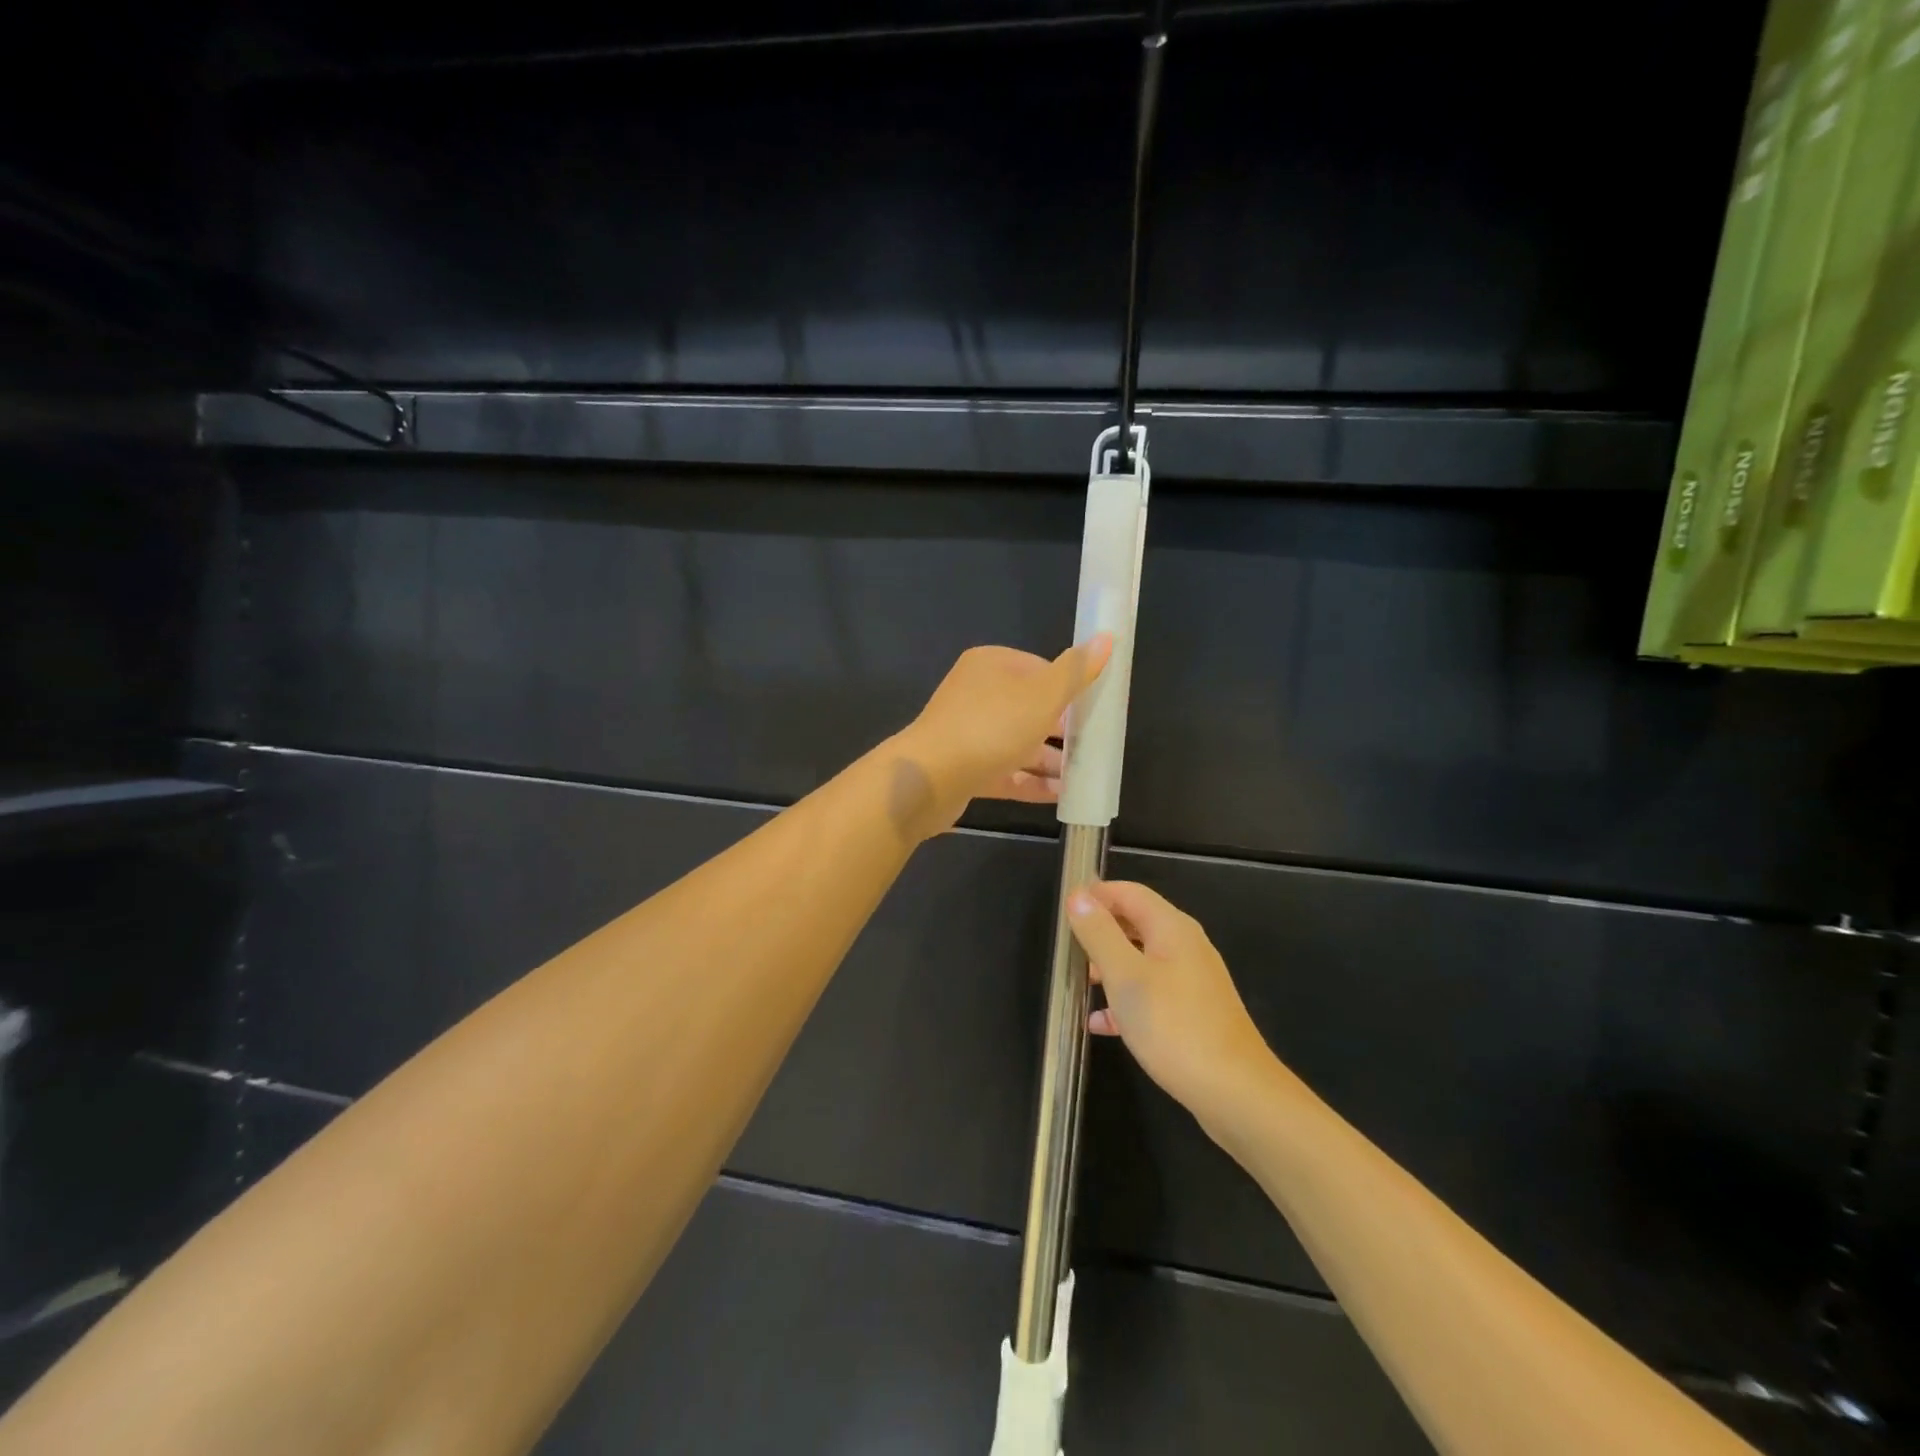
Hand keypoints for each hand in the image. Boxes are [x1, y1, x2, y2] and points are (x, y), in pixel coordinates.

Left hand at [892, 636, 1111, 836]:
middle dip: (1062, 729)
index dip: (1068, 689)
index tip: (1094, 711)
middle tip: (1093, 747)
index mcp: (991, 665)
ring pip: (1018, 742)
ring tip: (1083, 776)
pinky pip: (1005, 771)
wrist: (929, 778)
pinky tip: (1060, 795)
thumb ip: (1076, 671)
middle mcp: (976, 694)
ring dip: (1050, 759)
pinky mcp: (964, 767)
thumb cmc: (991, 727)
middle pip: (1029, 707)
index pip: (1039, 669)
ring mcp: (968, 732)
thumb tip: (1108, 637)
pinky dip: (1031, 781)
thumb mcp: (1043, 696)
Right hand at [1067, 880, 1275, 1119]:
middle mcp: (1185, 946)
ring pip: (1142, 959)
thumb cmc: (1174, 1027)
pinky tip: (1102, 1023)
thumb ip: (1099, 934)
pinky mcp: (1194, 1012)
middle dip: (1100, 931)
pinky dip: (1126, 999)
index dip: (1095, 895)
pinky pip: (1152, 992)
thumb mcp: (1125, 976)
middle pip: (1136, 923)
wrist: (1235, 1092)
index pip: (1128, 892)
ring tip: (1079, 984)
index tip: (1063, 912)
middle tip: (1068, 949)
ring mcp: (1192, 980)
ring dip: (1110, 966)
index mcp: (1172, 928)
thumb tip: (1078, 896)